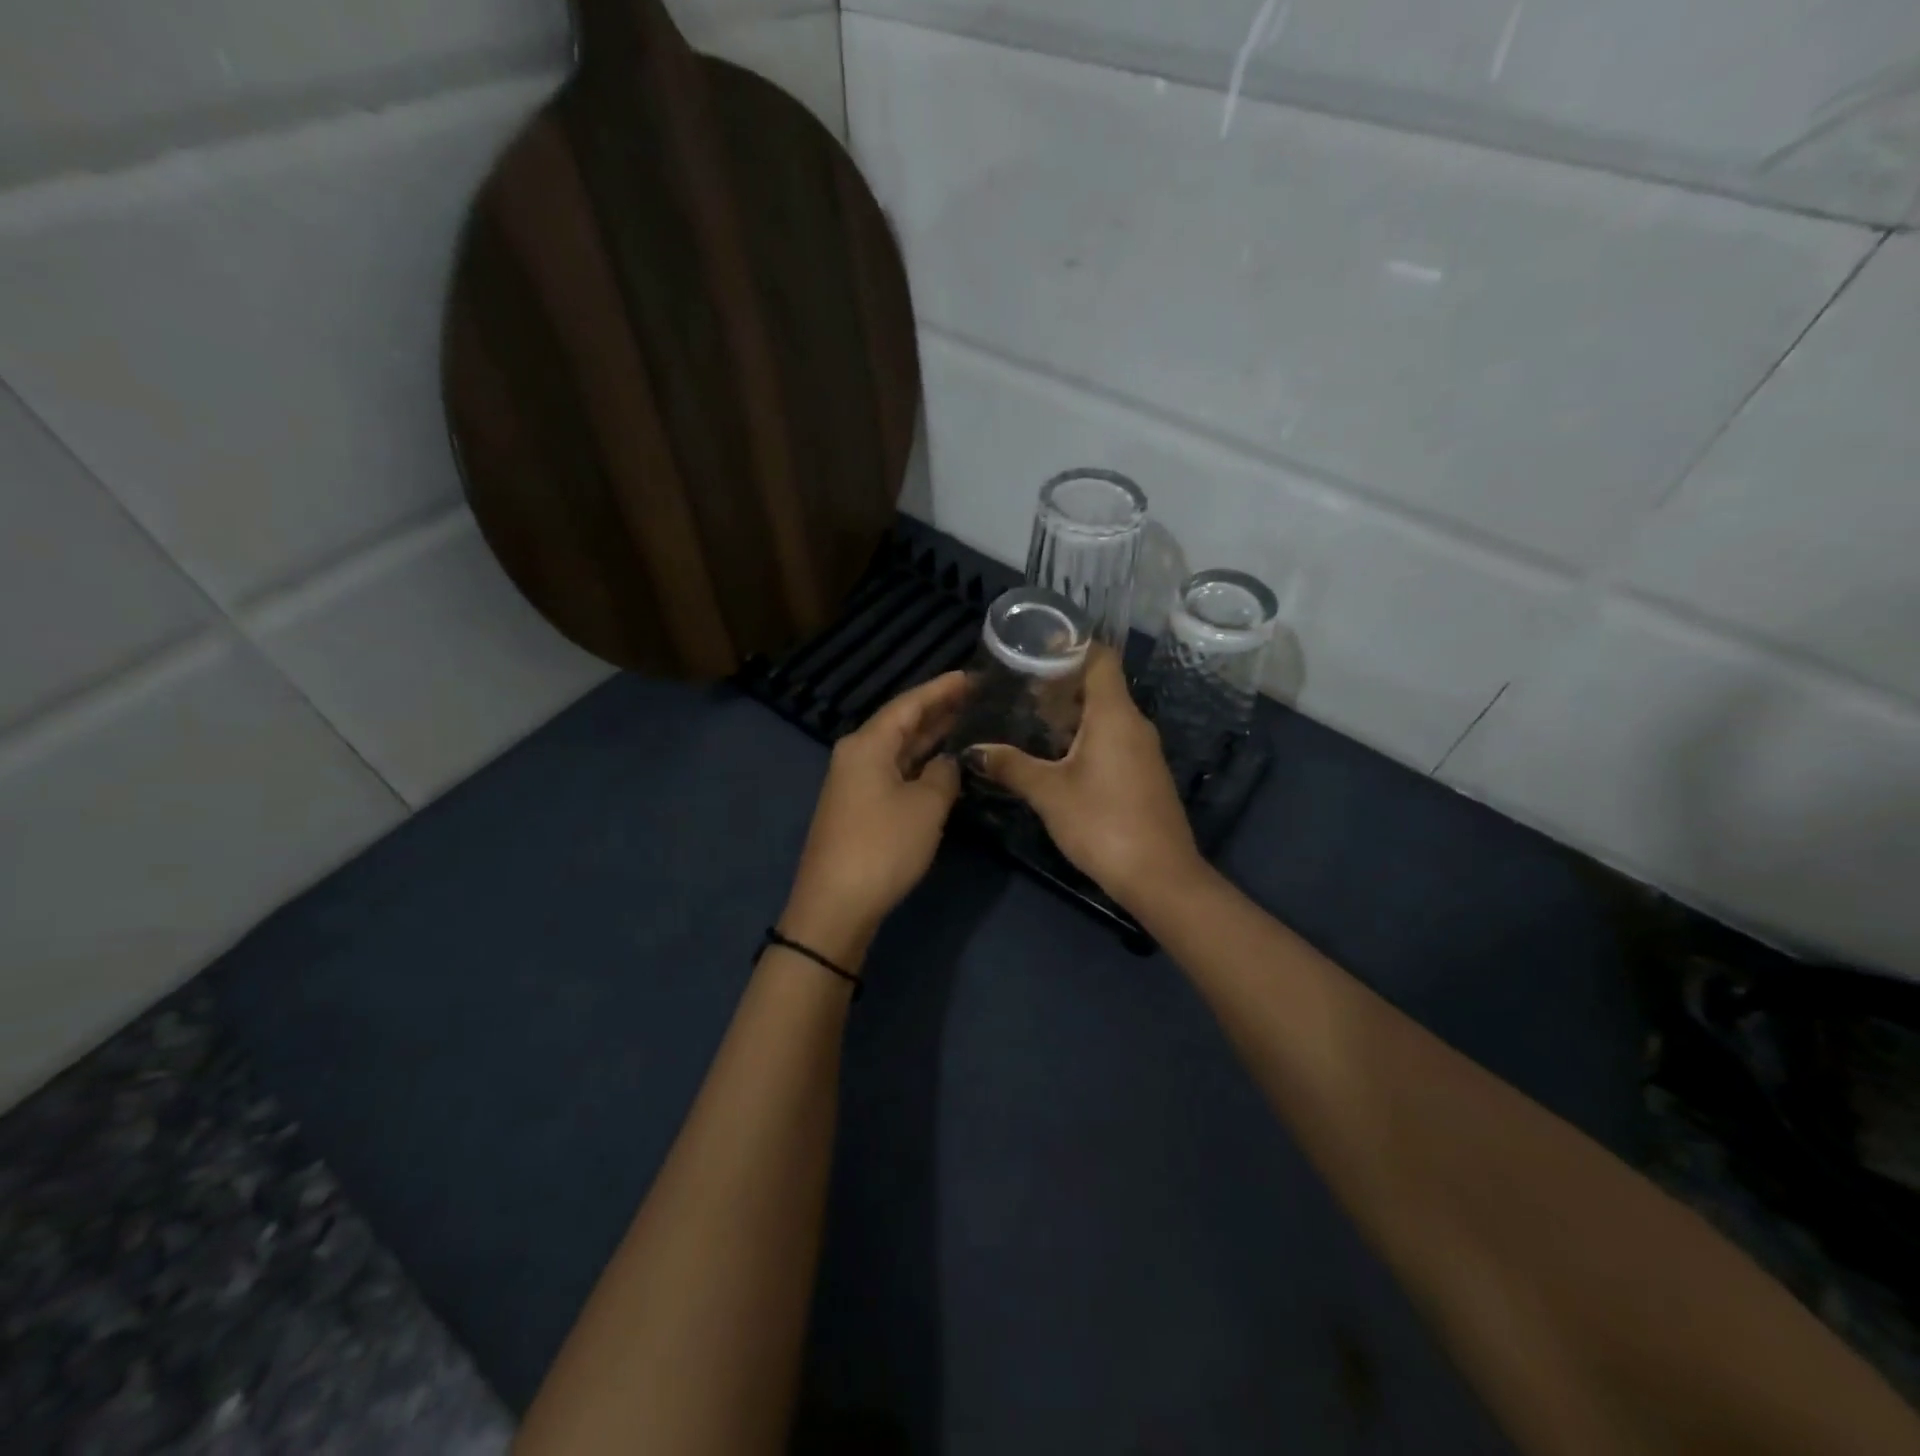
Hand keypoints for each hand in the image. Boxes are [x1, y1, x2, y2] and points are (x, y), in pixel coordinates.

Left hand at [780, 672, 968, 968]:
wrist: (835, 905)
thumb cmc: (883, 847)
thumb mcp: (926, 806)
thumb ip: (943, 775)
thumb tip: (947, 763)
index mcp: (867, 744)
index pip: (909, 704)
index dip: (941, 689)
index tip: (970, 676)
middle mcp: (856, 755)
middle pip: (901, 723)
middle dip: (937, 710)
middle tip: (975, 697)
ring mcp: (854, 783)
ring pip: (898, 749)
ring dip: (929, 738)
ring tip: (965, 722)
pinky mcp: (858, 808)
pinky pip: (893, 772)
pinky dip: (919, 764)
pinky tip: (941, 764)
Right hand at [968, 647, 1205, 912]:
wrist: (1160, 876)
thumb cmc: (1103, 823)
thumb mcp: (1049, 793)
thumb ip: (1011, 766)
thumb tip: (973, 750)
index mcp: (1114, 714)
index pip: (1100, 658)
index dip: (1070, 647)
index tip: (1035, 649)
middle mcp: (1134, 723)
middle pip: (1099, 685)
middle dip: (1060, 683)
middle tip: (1019, 688)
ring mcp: (1142, 750)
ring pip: (1105, 715)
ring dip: (1070, 714)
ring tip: (1030, 720)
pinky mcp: (1143, 774)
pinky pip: (1112, 738)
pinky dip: (1084, 736)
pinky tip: (1055, 756)